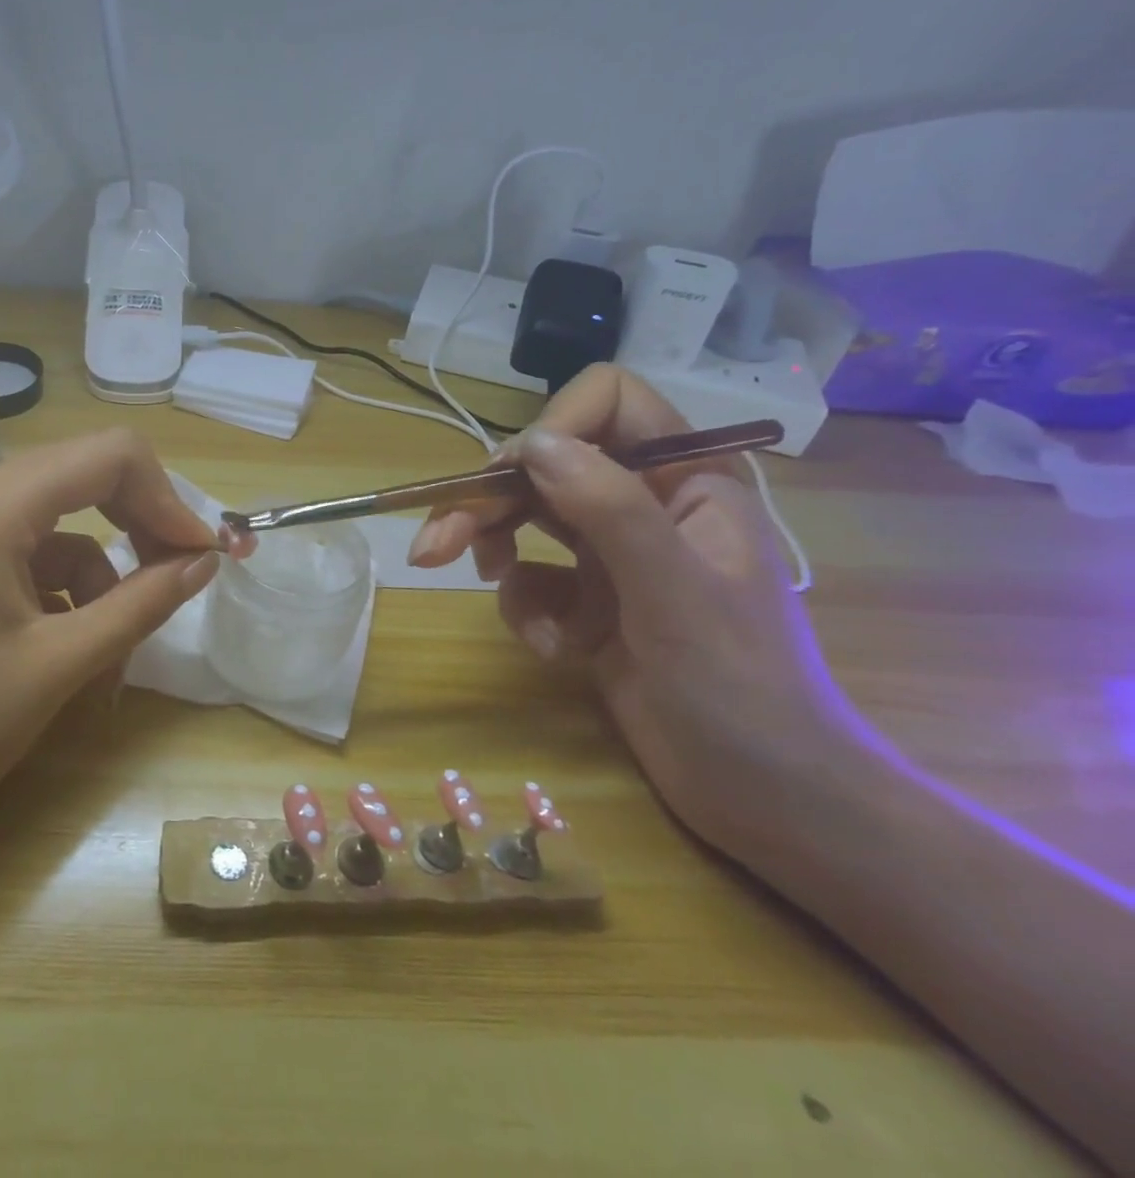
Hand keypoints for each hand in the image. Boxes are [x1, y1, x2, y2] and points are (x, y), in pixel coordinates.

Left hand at [0, 430, 218, 875]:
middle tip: (178, 580)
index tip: (200, 554)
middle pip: (82, 479)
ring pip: (57, 527)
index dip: (166, 498)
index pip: (107, 456)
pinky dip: (61, 593)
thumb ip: (142, 602)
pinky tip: (69, 654)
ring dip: (99, 579)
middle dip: (138, 529)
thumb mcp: (60, 665)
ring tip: (111, 657)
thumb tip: (205, 560)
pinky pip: (25, 556)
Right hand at [407, 365, 872, 863]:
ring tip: (494, 596)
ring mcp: (613, 554)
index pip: (608, 403)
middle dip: (487, 504)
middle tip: (433, 549)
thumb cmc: (741, 690)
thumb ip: (608, 507)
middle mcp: (645, 504)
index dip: (553, 428)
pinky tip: (557, 652)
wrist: (768, 798)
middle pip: (544, 467)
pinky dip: (527, 612)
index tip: (512, 480)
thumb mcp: (673, 591)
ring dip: (497, 556)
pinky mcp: (589, 601)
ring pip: (525, 520)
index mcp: (686, 479)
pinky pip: (530, 580)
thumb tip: (529, 445)